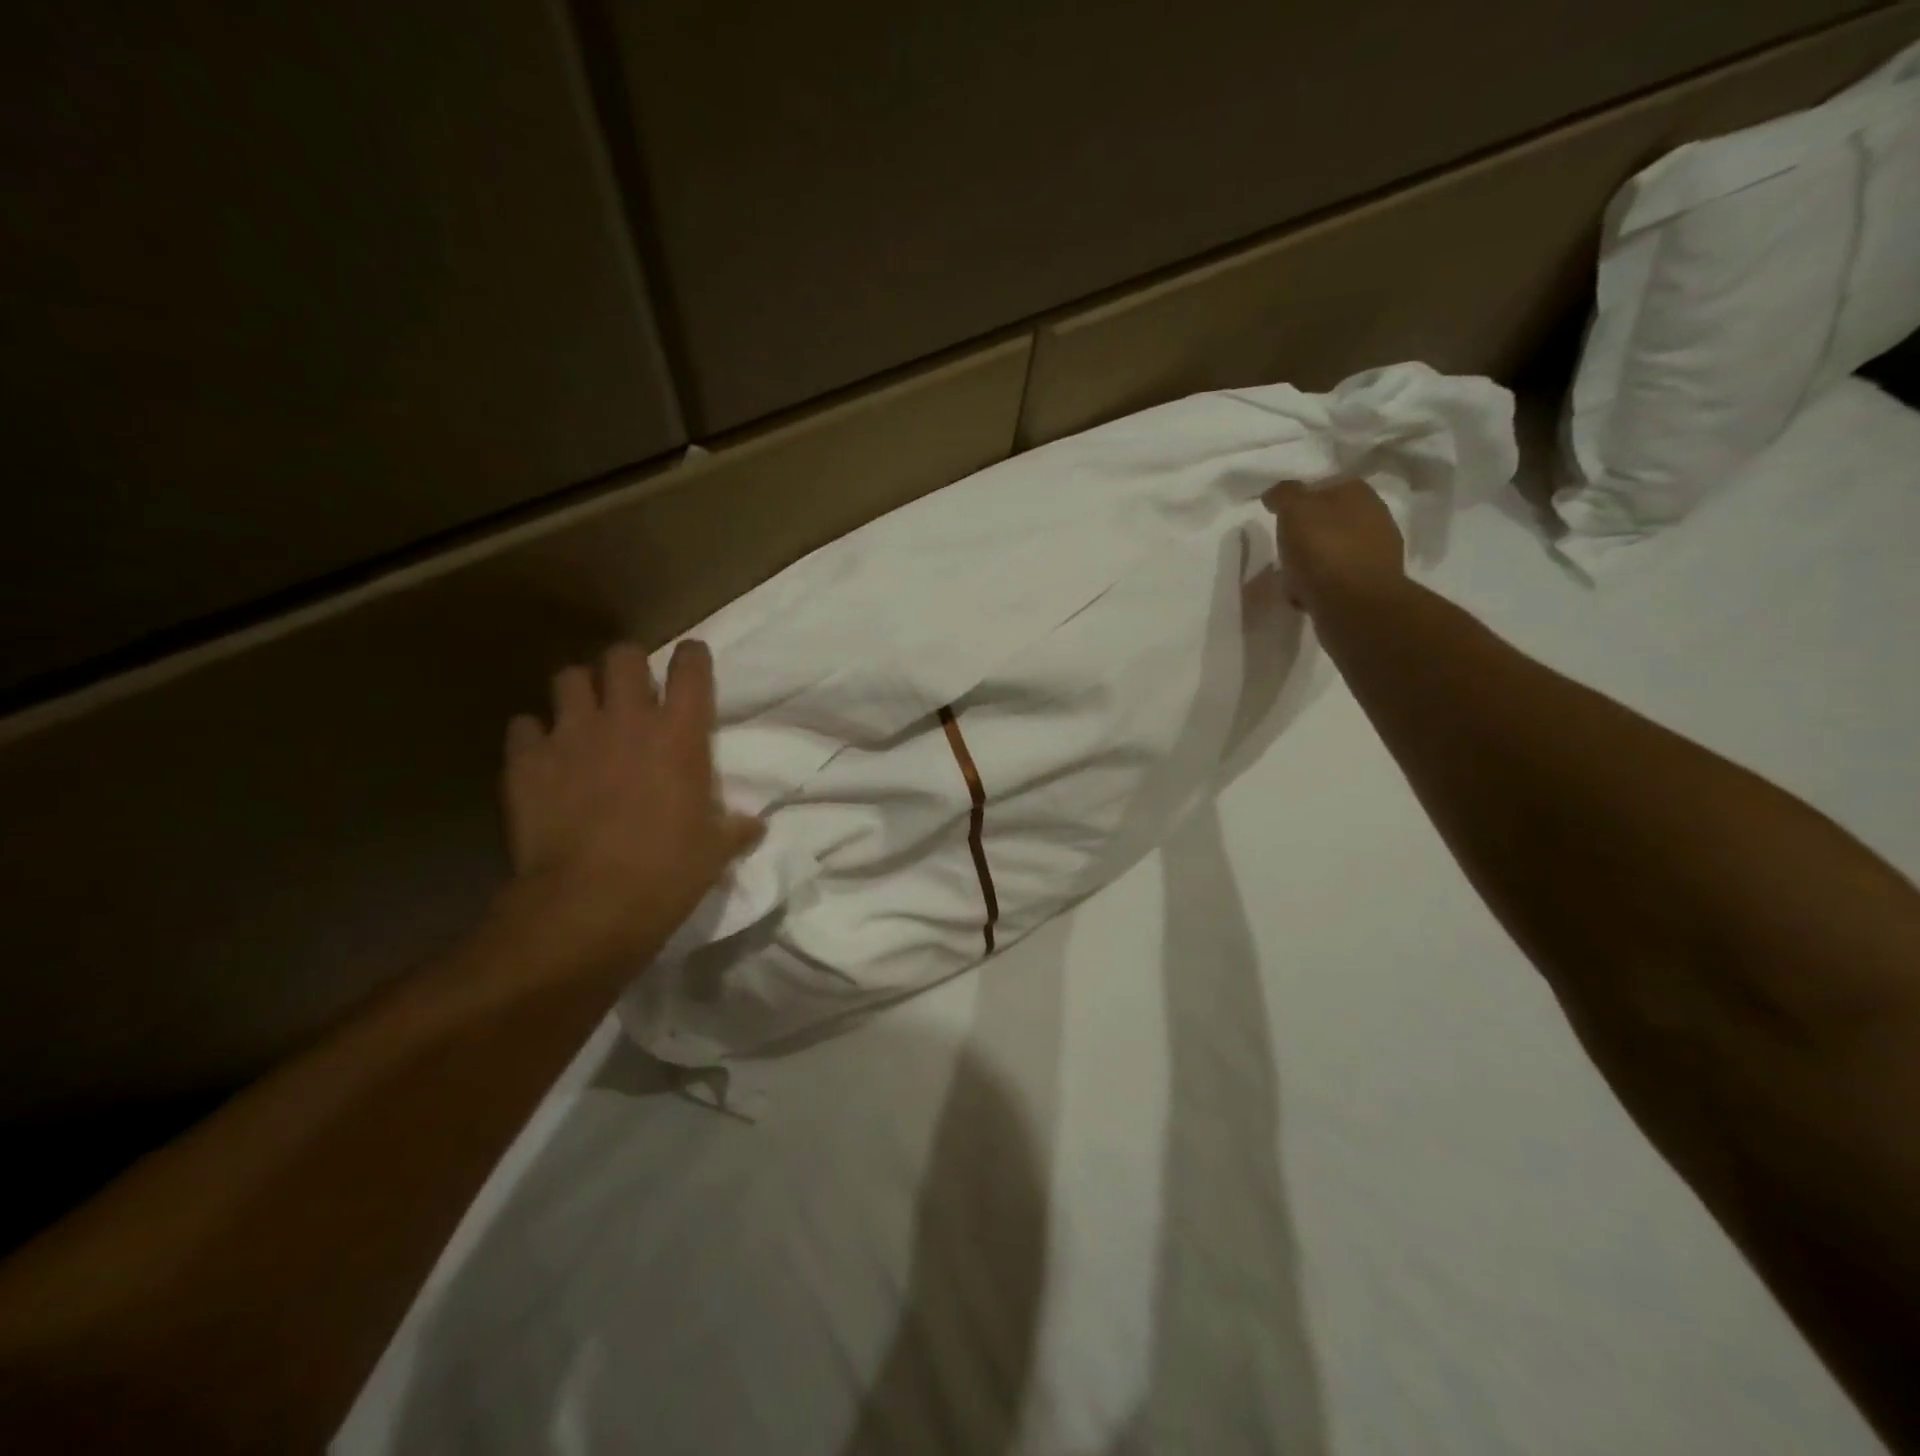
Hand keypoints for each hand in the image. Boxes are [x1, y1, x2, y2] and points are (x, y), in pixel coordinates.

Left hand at [499, 640, 762, 970]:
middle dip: (629, 665)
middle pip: (623, 656)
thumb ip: (734, 828)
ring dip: (579, 691)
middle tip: (632, 690)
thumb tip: (753, 826)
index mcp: (679, 733)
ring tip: (584, 714)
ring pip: (568, 678)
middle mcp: (625, 719)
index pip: (690, 668)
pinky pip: (524, 727)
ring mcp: (570, 735)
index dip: (692, 658)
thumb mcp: (714, 851)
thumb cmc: (667, 872)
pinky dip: (534, 736)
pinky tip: (542, 756)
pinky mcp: (526, 761)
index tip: (692, 661)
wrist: (587, 904)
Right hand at [1264, 479, 1406, 616]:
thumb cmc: (1323, 549)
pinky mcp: (1371, 586)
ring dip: (1313, 563)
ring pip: (1333, 552)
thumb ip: (1285, 495)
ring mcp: (1376, 553)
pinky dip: (1320, 586)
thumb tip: (1278, 493)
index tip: (1280, 516)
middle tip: (1283, 549)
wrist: (1355, 605)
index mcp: (1358, 493)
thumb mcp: (1294, 511)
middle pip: (1330, 521)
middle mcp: (1375, 517)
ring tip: (1290, 579)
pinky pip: (1337, 580)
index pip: (1326, 486)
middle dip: (1308, 533)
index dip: (1302, 499)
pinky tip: (1305, 597)